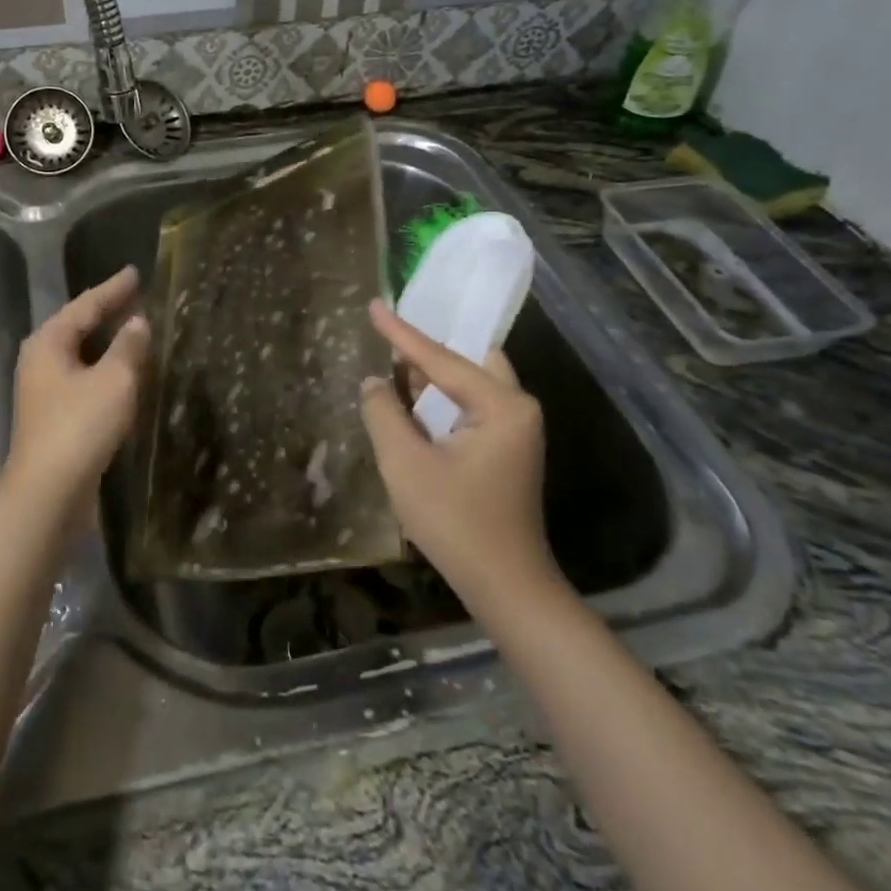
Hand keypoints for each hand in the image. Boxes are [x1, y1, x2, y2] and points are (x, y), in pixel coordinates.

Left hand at [0, 266, 152, 523]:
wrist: (48, 494)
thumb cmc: (80, 427)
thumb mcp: (114, 380)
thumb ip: (128, 346)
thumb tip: (137, 321)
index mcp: (49, 342)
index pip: (86, 304)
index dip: (113, 288)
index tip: (135, 272)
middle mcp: (41, 360)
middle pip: (78, 326)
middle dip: (107, 311)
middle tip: (137, 296)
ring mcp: (44, 390)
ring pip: (80, 354)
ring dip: (107, 342)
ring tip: (135, 328)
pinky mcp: (54, 416)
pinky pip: (83, 378)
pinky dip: (105, 368)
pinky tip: (124, 373)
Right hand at [358, 299, 558, 607]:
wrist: (504, 586)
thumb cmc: (455, 521)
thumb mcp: (405, 463)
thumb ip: (384, 412)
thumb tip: (374, 382)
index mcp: (501, 405)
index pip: (442, 359)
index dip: (402, 333)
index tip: (374, 304)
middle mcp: (516, 409)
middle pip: (467, 361)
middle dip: (428, 349)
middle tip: (390, 335)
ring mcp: (515, 430)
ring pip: (469, 384)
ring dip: (433, 376)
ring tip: (392, 361)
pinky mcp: (504, 450)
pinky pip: (470, 405)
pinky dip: (441, 398)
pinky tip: (411, 400)